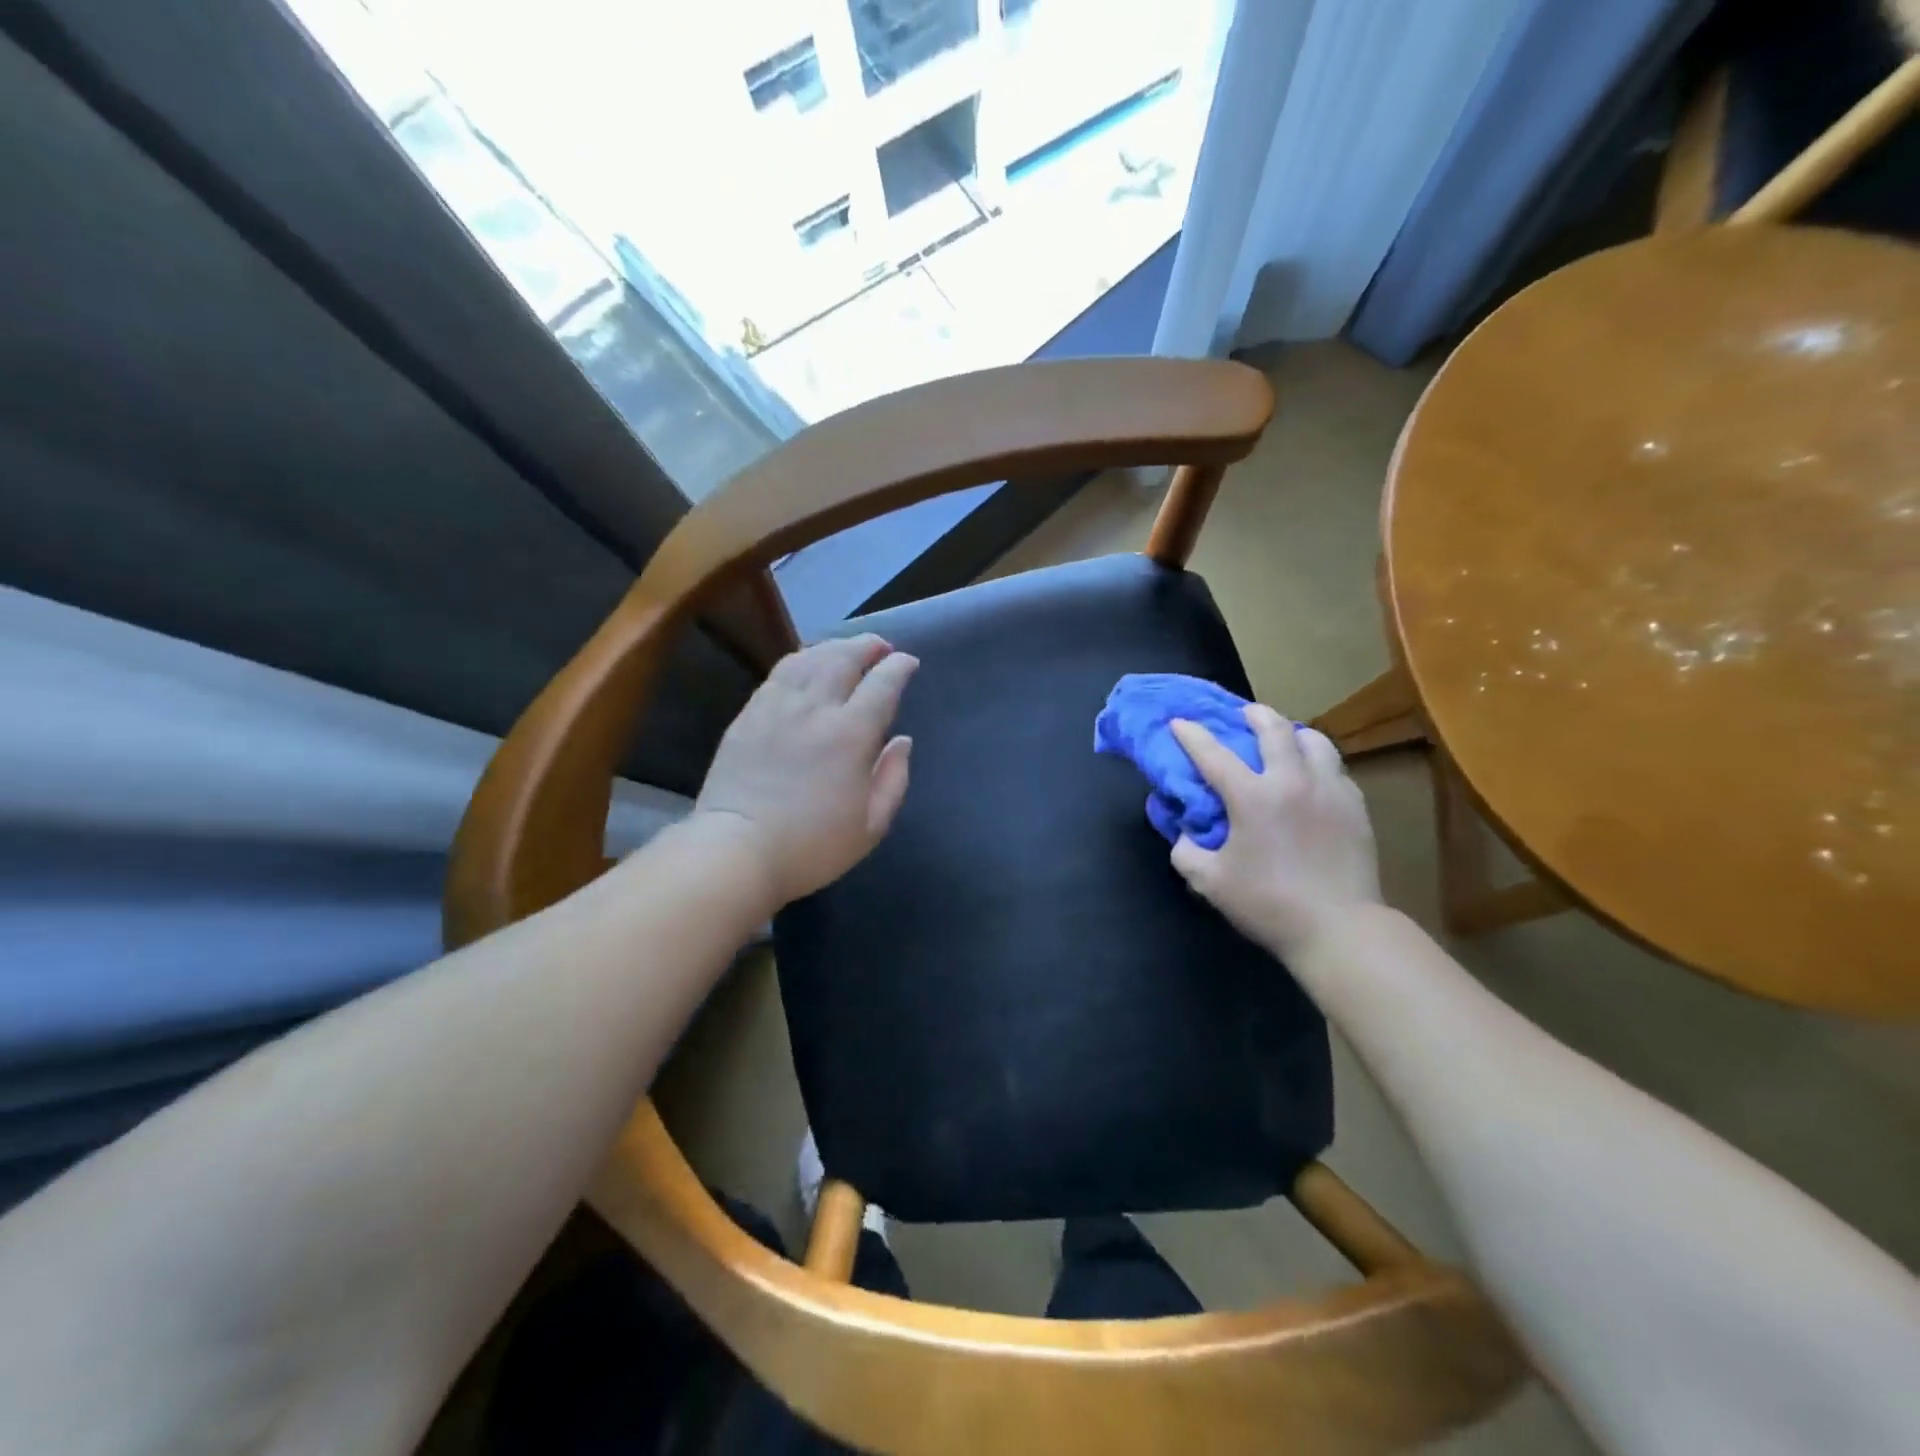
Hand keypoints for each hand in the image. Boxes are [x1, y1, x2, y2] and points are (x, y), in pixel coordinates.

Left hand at [692, 635, 916, 906]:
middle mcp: (815, 708)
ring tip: (846, 649)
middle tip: (880, 646)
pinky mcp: (749, 714)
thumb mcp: (871, 826)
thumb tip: (902, 741)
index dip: (899, 667)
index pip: (882, 683)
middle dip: (867, 645)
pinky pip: (779, 673)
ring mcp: (777, 707)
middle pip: (844, 657)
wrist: (736, 850)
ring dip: (834, 646)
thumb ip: (893, 778)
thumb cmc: (811, 846)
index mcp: (851, 734)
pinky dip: (801, 660)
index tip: (908, 663)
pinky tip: (806, 665)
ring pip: (809, 657)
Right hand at [1169, 705, 1381, 960]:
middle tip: (1243, 714)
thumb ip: (1186, 851)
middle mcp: (1292, 781)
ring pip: (1314, 740)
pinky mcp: (1355, 806)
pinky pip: (1334, 767)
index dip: (1192, 735)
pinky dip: (1317, 761)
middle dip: (1254, 714)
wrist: (1339, 928)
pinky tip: (1311, 776)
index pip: (1213, 754)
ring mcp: (1329, 790)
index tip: (1179, 722)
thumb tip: (1184, 831)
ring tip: (1284, 739)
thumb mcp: (1209, 882)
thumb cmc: (1268, 904)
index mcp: (1252, 796)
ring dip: (1293, 733)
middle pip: (1274, 729)